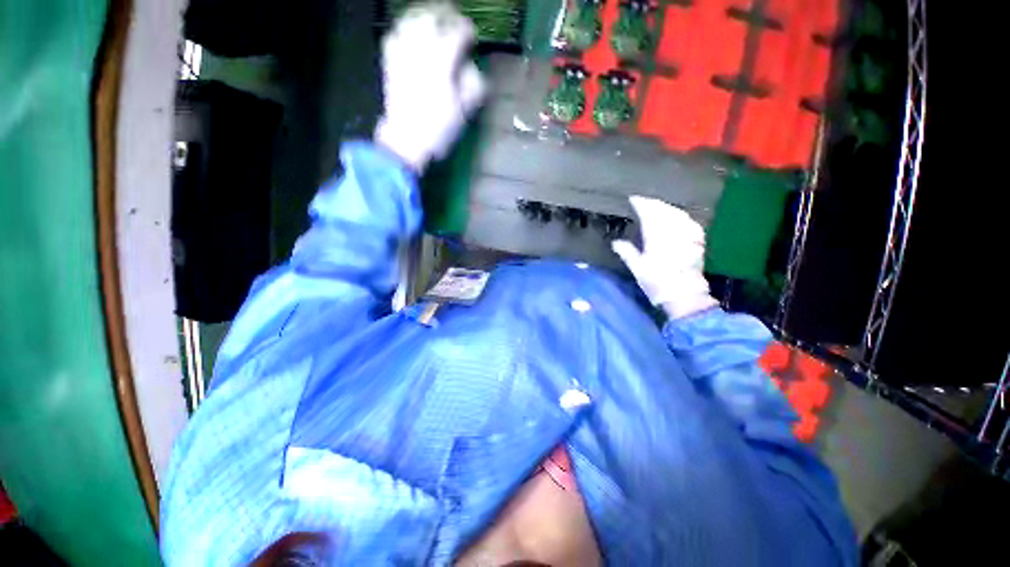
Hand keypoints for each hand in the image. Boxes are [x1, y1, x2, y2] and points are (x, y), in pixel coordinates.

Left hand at [375, 3, 486, 171]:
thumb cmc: (438, 129)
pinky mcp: (390, 62)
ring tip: (432, 19)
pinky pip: (394, 34)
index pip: (456, 33)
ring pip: (410, 20)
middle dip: (444, 14)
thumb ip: (472, 85)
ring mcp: (402, 54)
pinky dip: (404, 29)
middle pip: (431, 17)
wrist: (407, 140)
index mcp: (441, 62)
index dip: (467, 30)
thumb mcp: (463, 111)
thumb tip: (473, 68)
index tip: (472, 35)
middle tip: (453, 18)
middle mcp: (420, 50)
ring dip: (423, 16)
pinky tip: (410, 34)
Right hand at [612, 196, 718, 318]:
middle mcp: (674, 232)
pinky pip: (689, 222)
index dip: (641, 204)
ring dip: (667, 208)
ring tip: (658, 206)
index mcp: (657, 236)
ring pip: (678, 214)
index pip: (649, 213)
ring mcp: (688, 235)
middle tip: (644, 201)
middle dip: (653, 203)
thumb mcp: (637, 268)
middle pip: (664, 211)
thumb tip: (615, 242)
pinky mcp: (697, 242)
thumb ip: (627, 252)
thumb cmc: (657, 282)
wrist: (684, 294)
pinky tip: (678, 217)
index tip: (633, 199)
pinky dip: (681, 216)